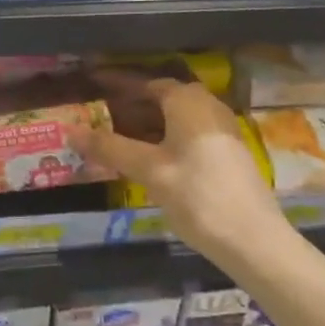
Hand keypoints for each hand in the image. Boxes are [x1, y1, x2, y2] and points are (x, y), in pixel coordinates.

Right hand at [75, 74, 285, 259]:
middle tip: (99, 120)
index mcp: (188, 100)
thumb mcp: (149, 171)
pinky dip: (164, 140)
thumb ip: (109, 147)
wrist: (255, 241)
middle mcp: (207, 106)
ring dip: (146, 127)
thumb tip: (70, 130)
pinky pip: (187, 135)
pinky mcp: (227, 154)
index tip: (91, 89)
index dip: (116, 86)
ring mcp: (221, 130)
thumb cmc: (198, 196)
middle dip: (129, 108)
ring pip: (174, 120)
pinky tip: (148, 162)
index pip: (144, 84)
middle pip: (160, 100)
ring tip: (117, 143)